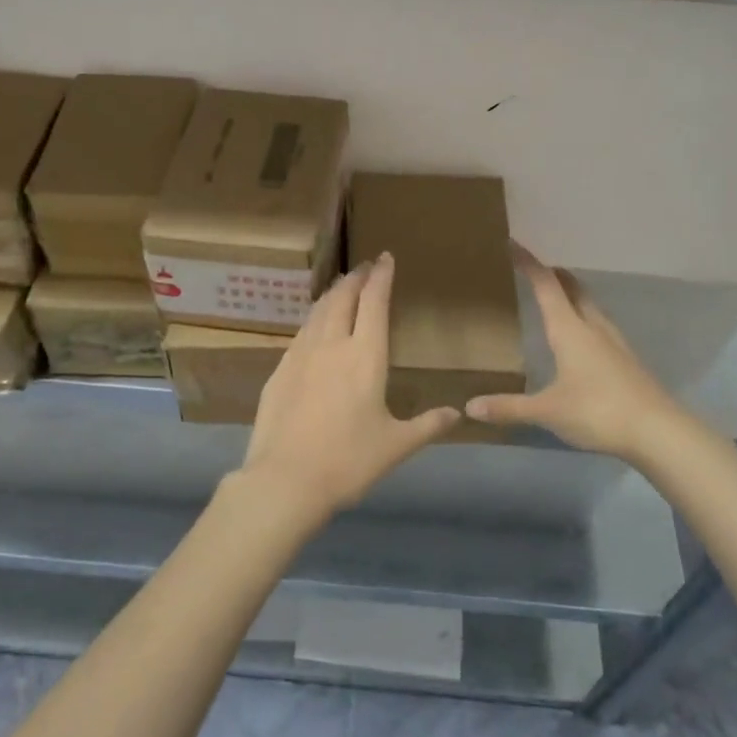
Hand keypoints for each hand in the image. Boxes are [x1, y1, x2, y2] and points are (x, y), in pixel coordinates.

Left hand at [240, 253, 460, 518]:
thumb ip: (427, 425)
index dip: (381, 277)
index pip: (374, 302)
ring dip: (332, 293)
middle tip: (364, 266)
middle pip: (343, 298)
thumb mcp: (396, 446)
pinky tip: (314, 326)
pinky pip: (301, 332)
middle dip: (356, 278)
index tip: (385, 257)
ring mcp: (300, 355)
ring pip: (318, 311)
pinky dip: (314, 319)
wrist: (285, 479)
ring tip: (341, 286)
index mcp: (365, 356)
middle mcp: (332, 344)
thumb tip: (456, 413)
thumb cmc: (349, 461)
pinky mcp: (279, 370)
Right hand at [467, 244, 692, 462]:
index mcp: (570, 330)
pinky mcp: (627, 360)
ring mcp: (614, 342)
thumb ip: (509, 407)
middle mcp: (593, 327)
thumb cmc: (598, 411)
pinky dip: (585, 317)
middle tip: (536, 267)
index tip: (514, 244)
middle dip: (554, 274)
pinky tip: (583, 337)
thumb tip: (470, 406)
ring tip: (557, 296)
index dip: (530, 264)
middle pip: (573, 289)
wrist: (659, 431)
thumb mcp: (548, 411)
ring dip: (573, 294)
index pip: (546, 286)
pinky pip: (600, 325)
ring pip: (590, 306)